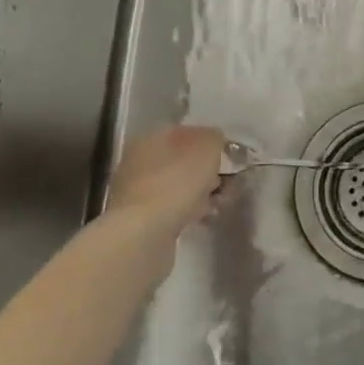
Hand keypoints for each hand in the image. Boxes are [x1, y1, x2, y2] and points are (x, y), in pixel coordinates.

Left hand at [106, 125, 224, 236]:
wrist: (144, 233)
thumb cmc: (177, 181)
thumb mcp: (207, 146)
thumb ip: (215, 138)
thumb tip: (215, 141)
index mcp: (151, 136)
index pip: (186, 132)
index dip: (210, 143)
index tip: (228, 158)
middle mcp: (138, 158)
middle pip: (181, 159)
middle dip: (204, 170)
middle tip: (225, 182)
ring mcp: (135, 189)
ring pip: (176, 184)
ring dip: (197, 192)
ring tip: (217, 203)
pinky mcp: (137, 218)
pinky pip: (170, 207)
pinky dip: (186, 211)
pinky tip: (200, 218)